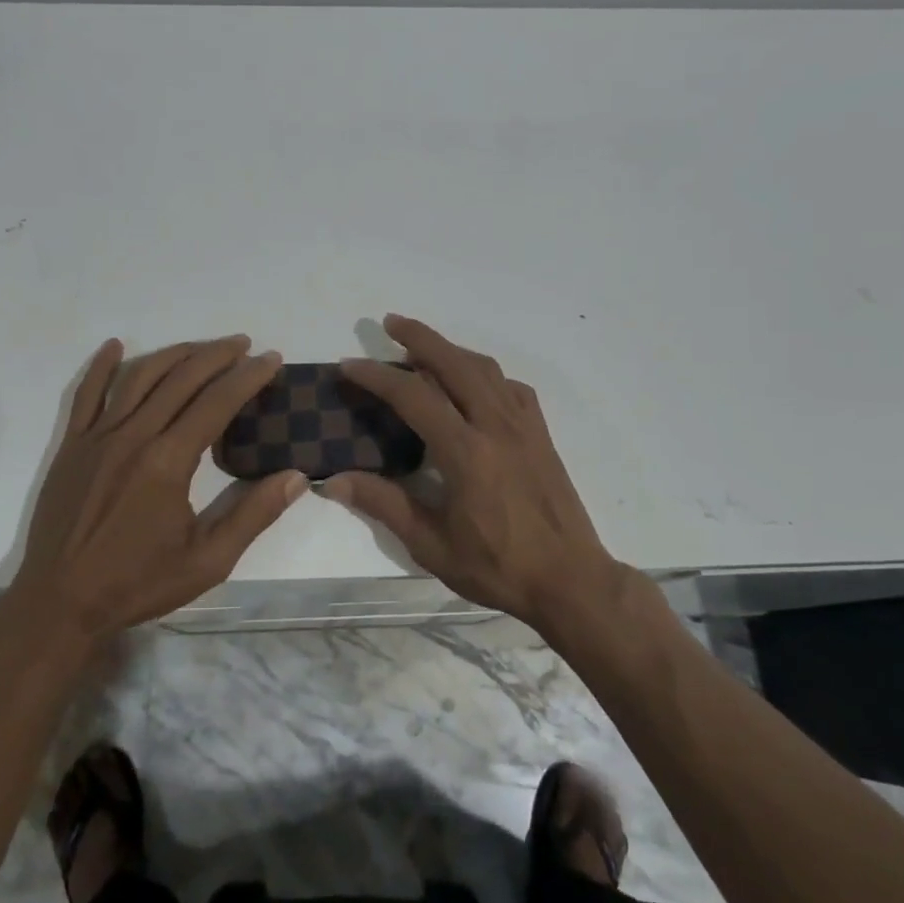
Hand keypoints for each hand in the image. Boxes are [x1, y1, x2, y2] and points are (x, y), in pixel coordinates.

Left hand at [11, 336, 306, 643]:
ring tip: (202, 346)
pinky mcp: (72, 445)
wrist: (59, 604)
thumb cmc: (137, 584)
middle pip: (181, 379)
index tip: (272, 359)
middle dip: (217, 355)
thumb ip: (254, 515)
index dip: (248, 376)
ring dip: (174, 354)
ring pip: (139, 377)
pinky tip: (116, 346)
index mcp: (168, 461)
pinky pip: (86, 394)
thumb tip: (297, 477)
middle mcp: (133, 436)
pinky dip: (102, 366)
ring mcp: (97, 437)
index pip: (217, 402)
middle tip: (244, 344)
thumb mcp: (208, 562)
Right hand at [324, 315, 617, 629]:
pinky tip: (473, 383)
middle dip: (419, 337)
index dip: (377, 376)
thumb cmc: (498, 567)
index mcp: (466, 452)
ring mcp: (523, 425)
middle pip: (453, 363)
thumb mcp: (432, 545)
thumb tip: (333, 480)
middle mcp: (496, 425)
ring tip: (424, 347)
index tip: (349, 366)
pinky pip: (509, 387)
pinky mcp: (540, 433)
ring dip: (451, 349)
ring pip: (484, 368)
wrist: (570, 580)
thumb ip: (384, 504)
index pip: (413, 396)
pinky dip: (484, 373)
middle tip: (389, 322)